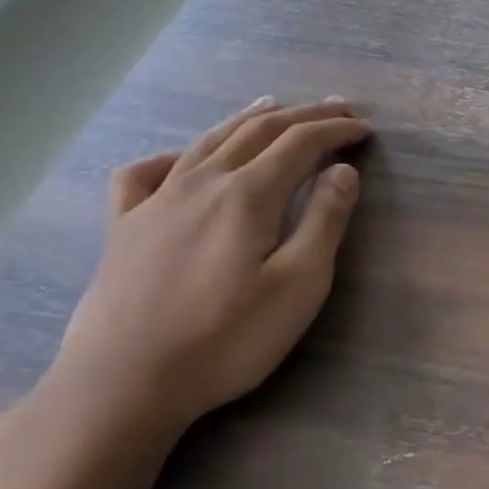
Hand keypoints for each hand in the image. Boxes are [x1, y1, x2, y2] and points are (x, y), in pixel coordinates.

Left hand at [52, 96, 370, 435]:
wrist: (123, 384)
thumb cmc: (227, 338)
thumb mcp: (299, 284)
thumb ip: (324, 221)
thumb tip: (343, 171)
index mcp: (248, 195)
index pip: (301, 144)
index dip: (336, 130)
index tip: (364, 129)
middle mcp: (201, 183)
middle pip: (257, 132)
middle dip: (302, 116)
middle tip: (336, 108)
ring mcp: (155, 202)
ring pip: (207, 142)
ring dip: (246, 119)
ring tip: (270, 105)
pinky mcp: (123, 228)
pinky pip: (144, 173)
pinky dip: (173, 154)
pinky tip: (183, 158)